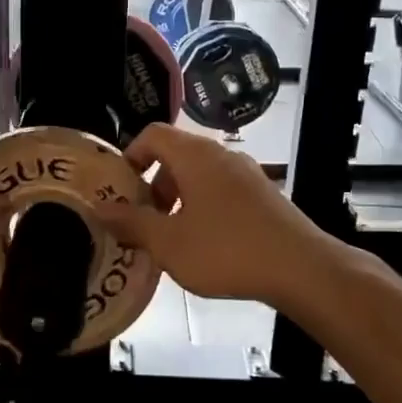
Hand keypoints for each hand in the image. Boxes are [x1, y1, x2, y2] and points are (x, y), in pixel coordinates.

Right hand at [93, 124, 352, 309]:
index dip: (130, 155)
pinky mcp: (264, 194)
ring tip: (172, 237)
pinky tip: (206, 244)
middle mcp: (221, 154)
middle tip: (143, 220)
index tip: (120, 189)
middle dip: (153, 185)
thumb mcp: (169, 243)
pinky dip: (204, 206)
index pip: (153, 134)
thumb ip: (131, 224)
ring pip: (200, 174)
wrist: (301, 268)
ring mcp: (247, 173)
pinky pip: (222, 189)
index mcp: (194, 155)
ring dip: (178, 198)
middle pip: (175, 154)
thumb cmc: (227, 251)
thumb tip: (100, 209)